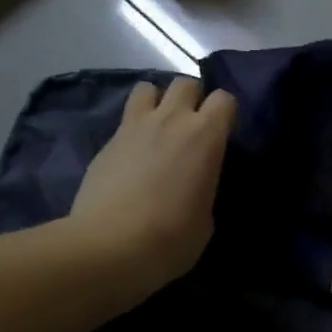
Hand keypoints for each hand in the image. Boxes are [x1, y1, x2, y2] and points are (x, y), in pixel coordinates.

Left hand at [70, 78, 237, 304]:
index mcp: (206, 135)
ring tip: (158, 128)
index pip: (224, 98)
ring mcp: (134, 126)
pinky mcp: (107, 142)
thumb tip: (196, 182)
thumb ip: (205, 184)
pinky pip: (125, 119)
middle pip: (186, 83)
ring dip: (157, 102)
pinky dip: (132, 129)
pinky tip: (132, 155)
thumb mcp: (207, 216)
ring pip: (148, 88)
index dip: (225, 114)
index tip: (222, 135)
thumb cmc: (172, 238)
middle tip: (190, 128)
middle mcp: (171, 119)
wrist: (109, 248)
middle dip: (191, 99)